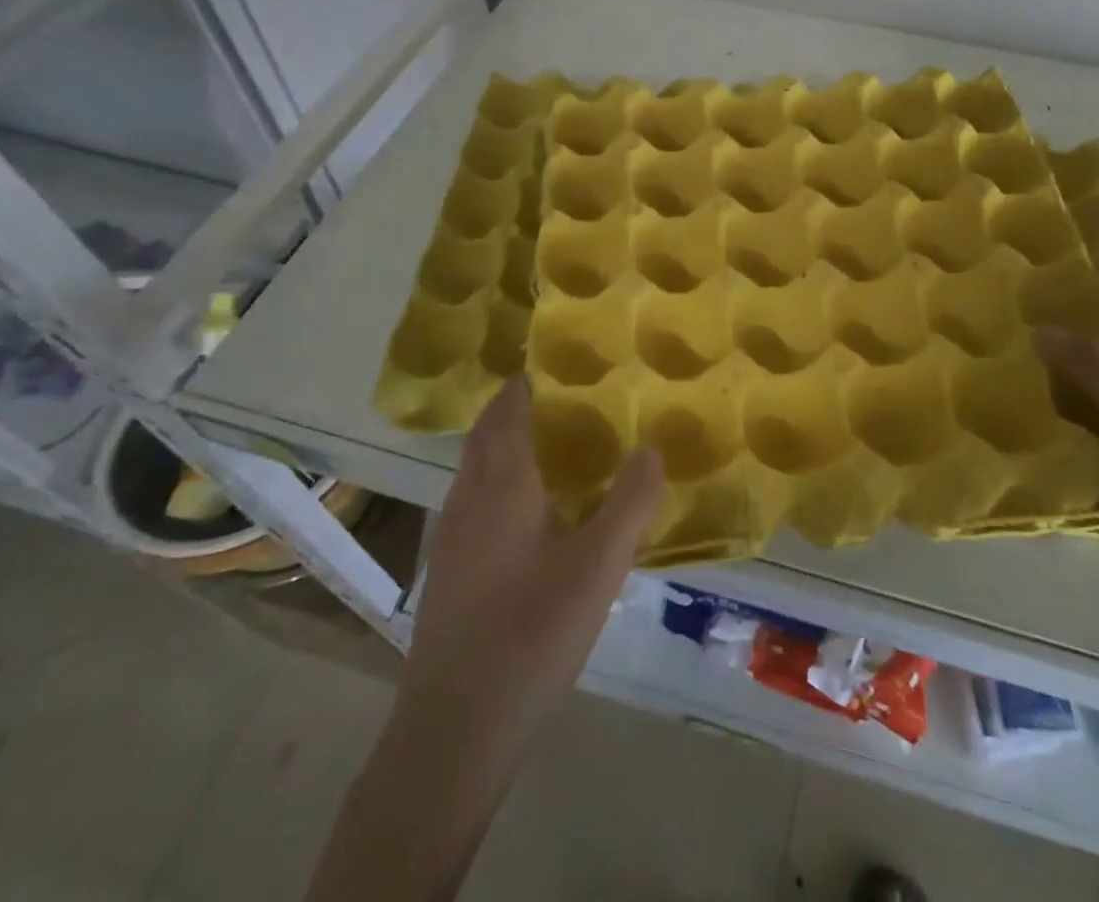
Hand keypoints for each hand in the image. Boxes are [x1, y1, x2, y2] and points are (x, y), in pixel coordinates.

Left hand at [398, 376, 663, 762]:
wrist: (453, 732)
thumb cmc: (530, 635)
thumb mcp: (598, 567)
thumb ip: (629, 502)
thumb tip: (652, 448)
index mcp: (501, 487)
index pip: (507, 412)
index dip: (526, 384)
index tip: (556, 366)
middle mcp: (468, 500)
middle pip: (485, 436)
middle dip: (514, 409)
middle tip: (561, 400)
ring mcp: (450, 538)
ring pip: (475, 470)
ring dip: (504, 447)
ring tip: (552, 449)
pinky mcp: (446, 573)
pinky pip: (473, 503)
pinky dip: (498, 484)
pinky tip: (530, 516)